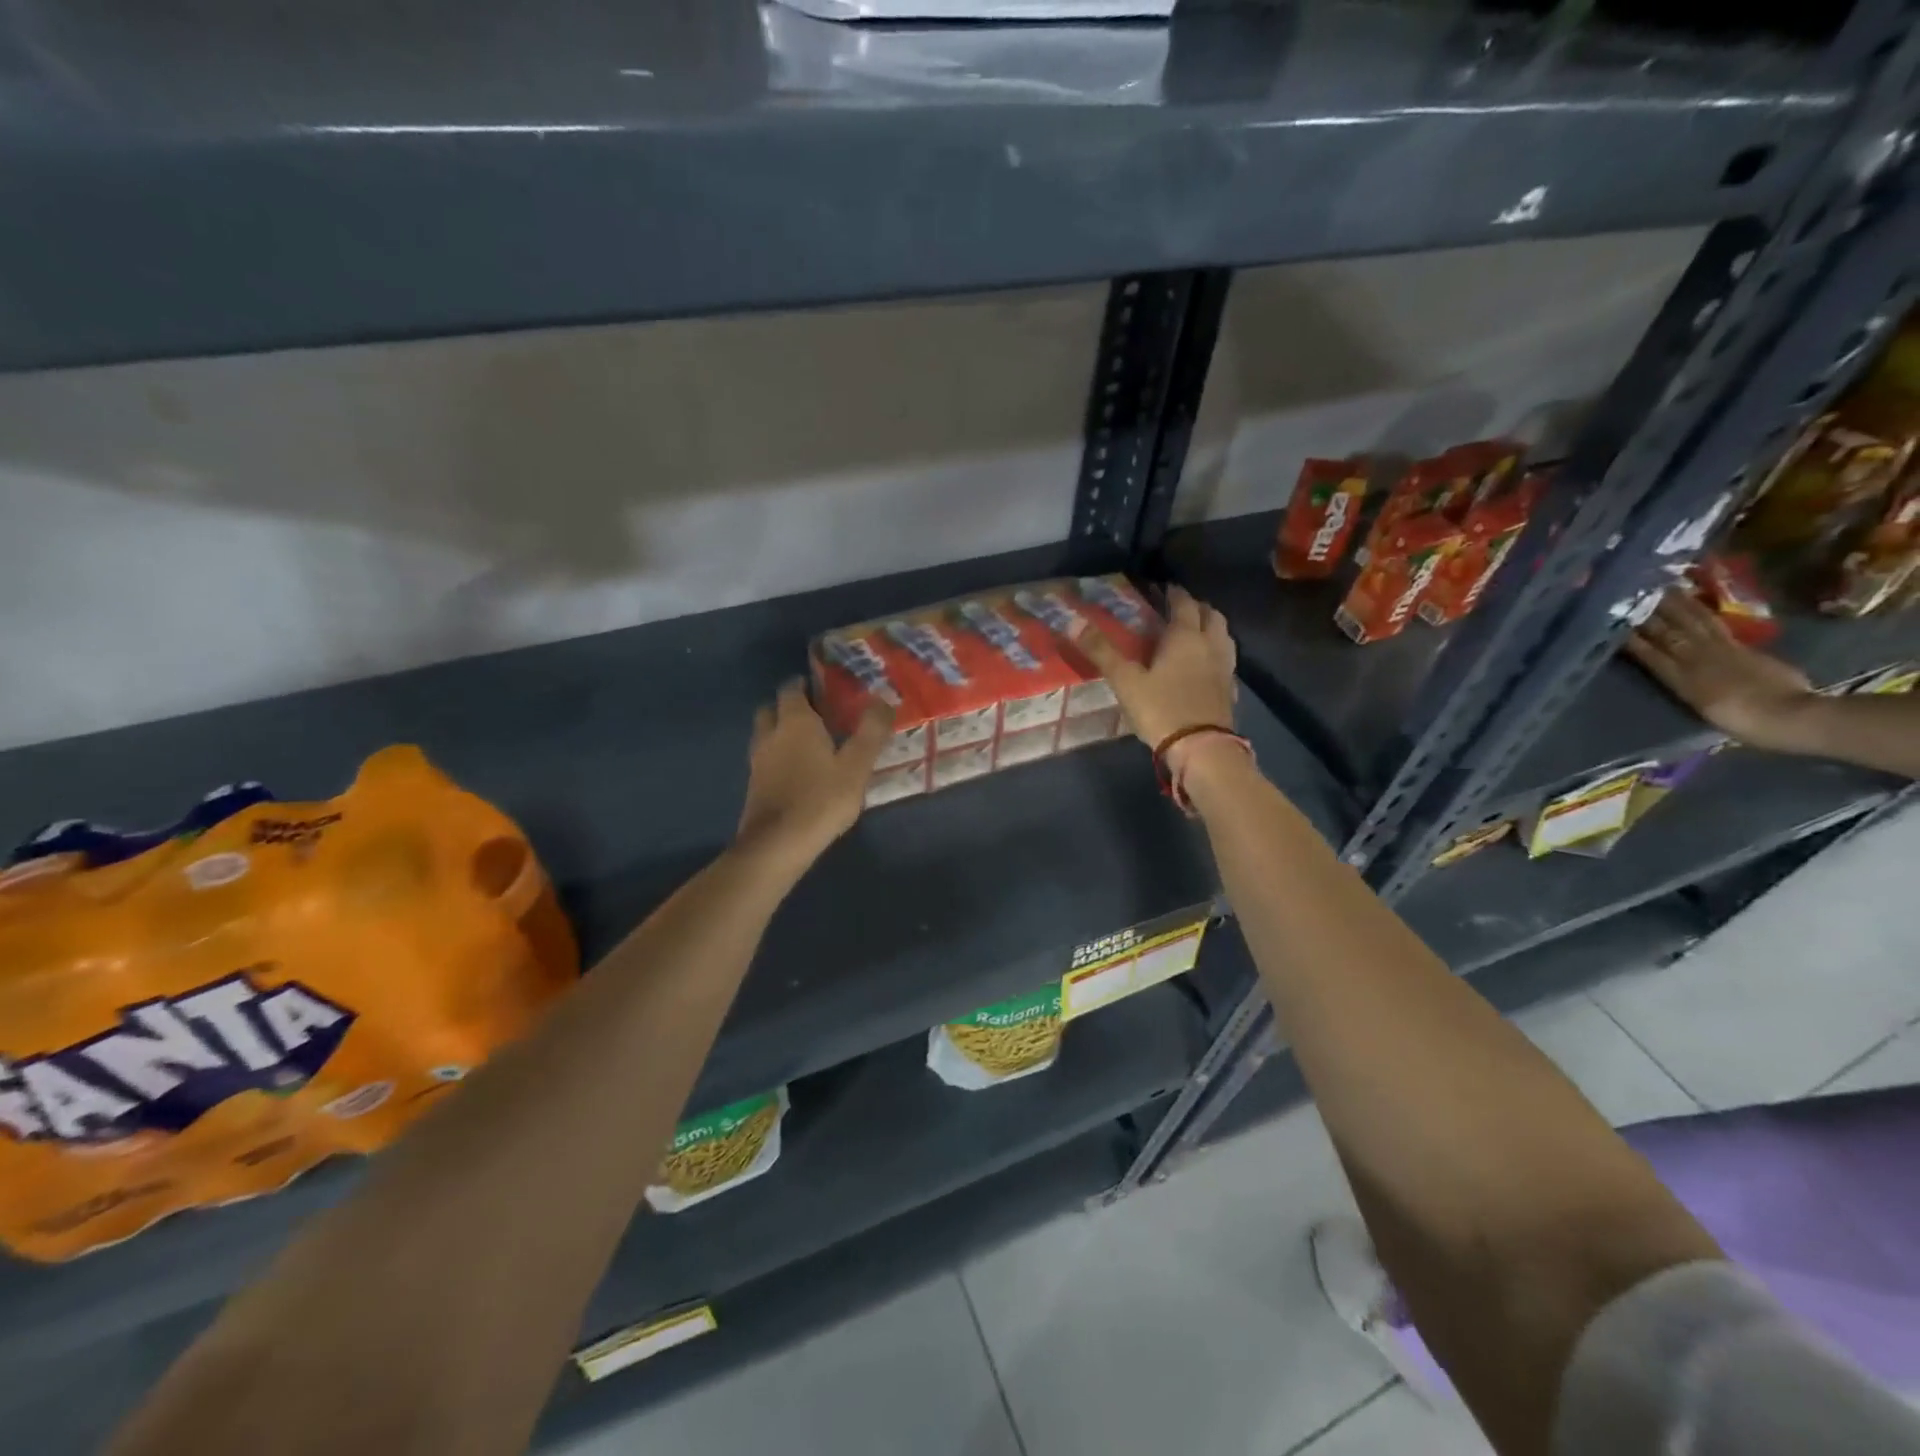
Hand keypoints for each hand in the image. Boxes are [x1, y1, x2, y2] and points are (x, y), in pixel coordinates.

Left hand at [735, 682, 891, 868]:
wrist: (778, 845)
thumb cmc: (821, 799)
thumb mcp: (857, 766)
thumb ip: (871, 731)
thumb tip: (883, 699)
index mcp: (795, 722)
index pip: (792, 689)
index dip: (805, 684)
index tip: (825, 688)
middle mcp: (771, 735)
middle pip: (772, 709)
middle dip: (790, 707)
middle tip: (817, 715)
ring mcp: (758, 761)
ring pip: (766, 735)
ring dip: (781, 733)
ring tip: (809, 744)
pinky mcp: (754, 786)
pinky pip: (765, 759)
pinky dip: (778, 757)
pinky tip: (798, 772)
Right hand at [1070, 585, 1238, 774]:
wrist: (1201, 748)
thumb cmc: (1161, 709)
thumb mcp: (1125, 681)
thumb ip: (1101, 651)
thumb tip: (1073, 620)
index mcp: (1185, 636)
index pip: (1183, 603)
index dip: (1173, 593)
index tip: (1163, 588)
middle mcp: (1210, 645)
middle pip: (1211, 615)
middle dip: (1196, 606)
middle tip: (1179, 608)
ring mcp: (1225, 667)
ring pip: (1223, 635)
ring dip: (1210, 627)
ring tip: (1194, 632)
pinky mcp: (1230, 689)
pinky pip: (1226, 661)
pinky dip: (1216, 654)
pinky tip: (1205, 665)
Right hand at [1624, 593, 1813, 747]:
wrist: (1791, 716)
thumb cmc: (1742, 722)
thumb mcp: (1703, 708)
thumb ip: (1686, 685)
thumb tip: (1677, 671)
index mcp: (1681, 679)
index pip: (1648, 653)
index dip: (1630, 638)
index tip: (1612, 622)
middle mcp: (1696, 659)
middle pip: (1668, 633)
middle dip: (1647, 614)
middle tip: (1631, 594)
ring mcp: (1721, 650)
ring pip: (1690, 623)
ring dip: (1674, 605)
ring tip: (1659, 590)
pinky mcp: (1741, 647)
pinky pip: (1714, 624)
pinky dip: (1699, 612)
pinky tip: (1691, 603)